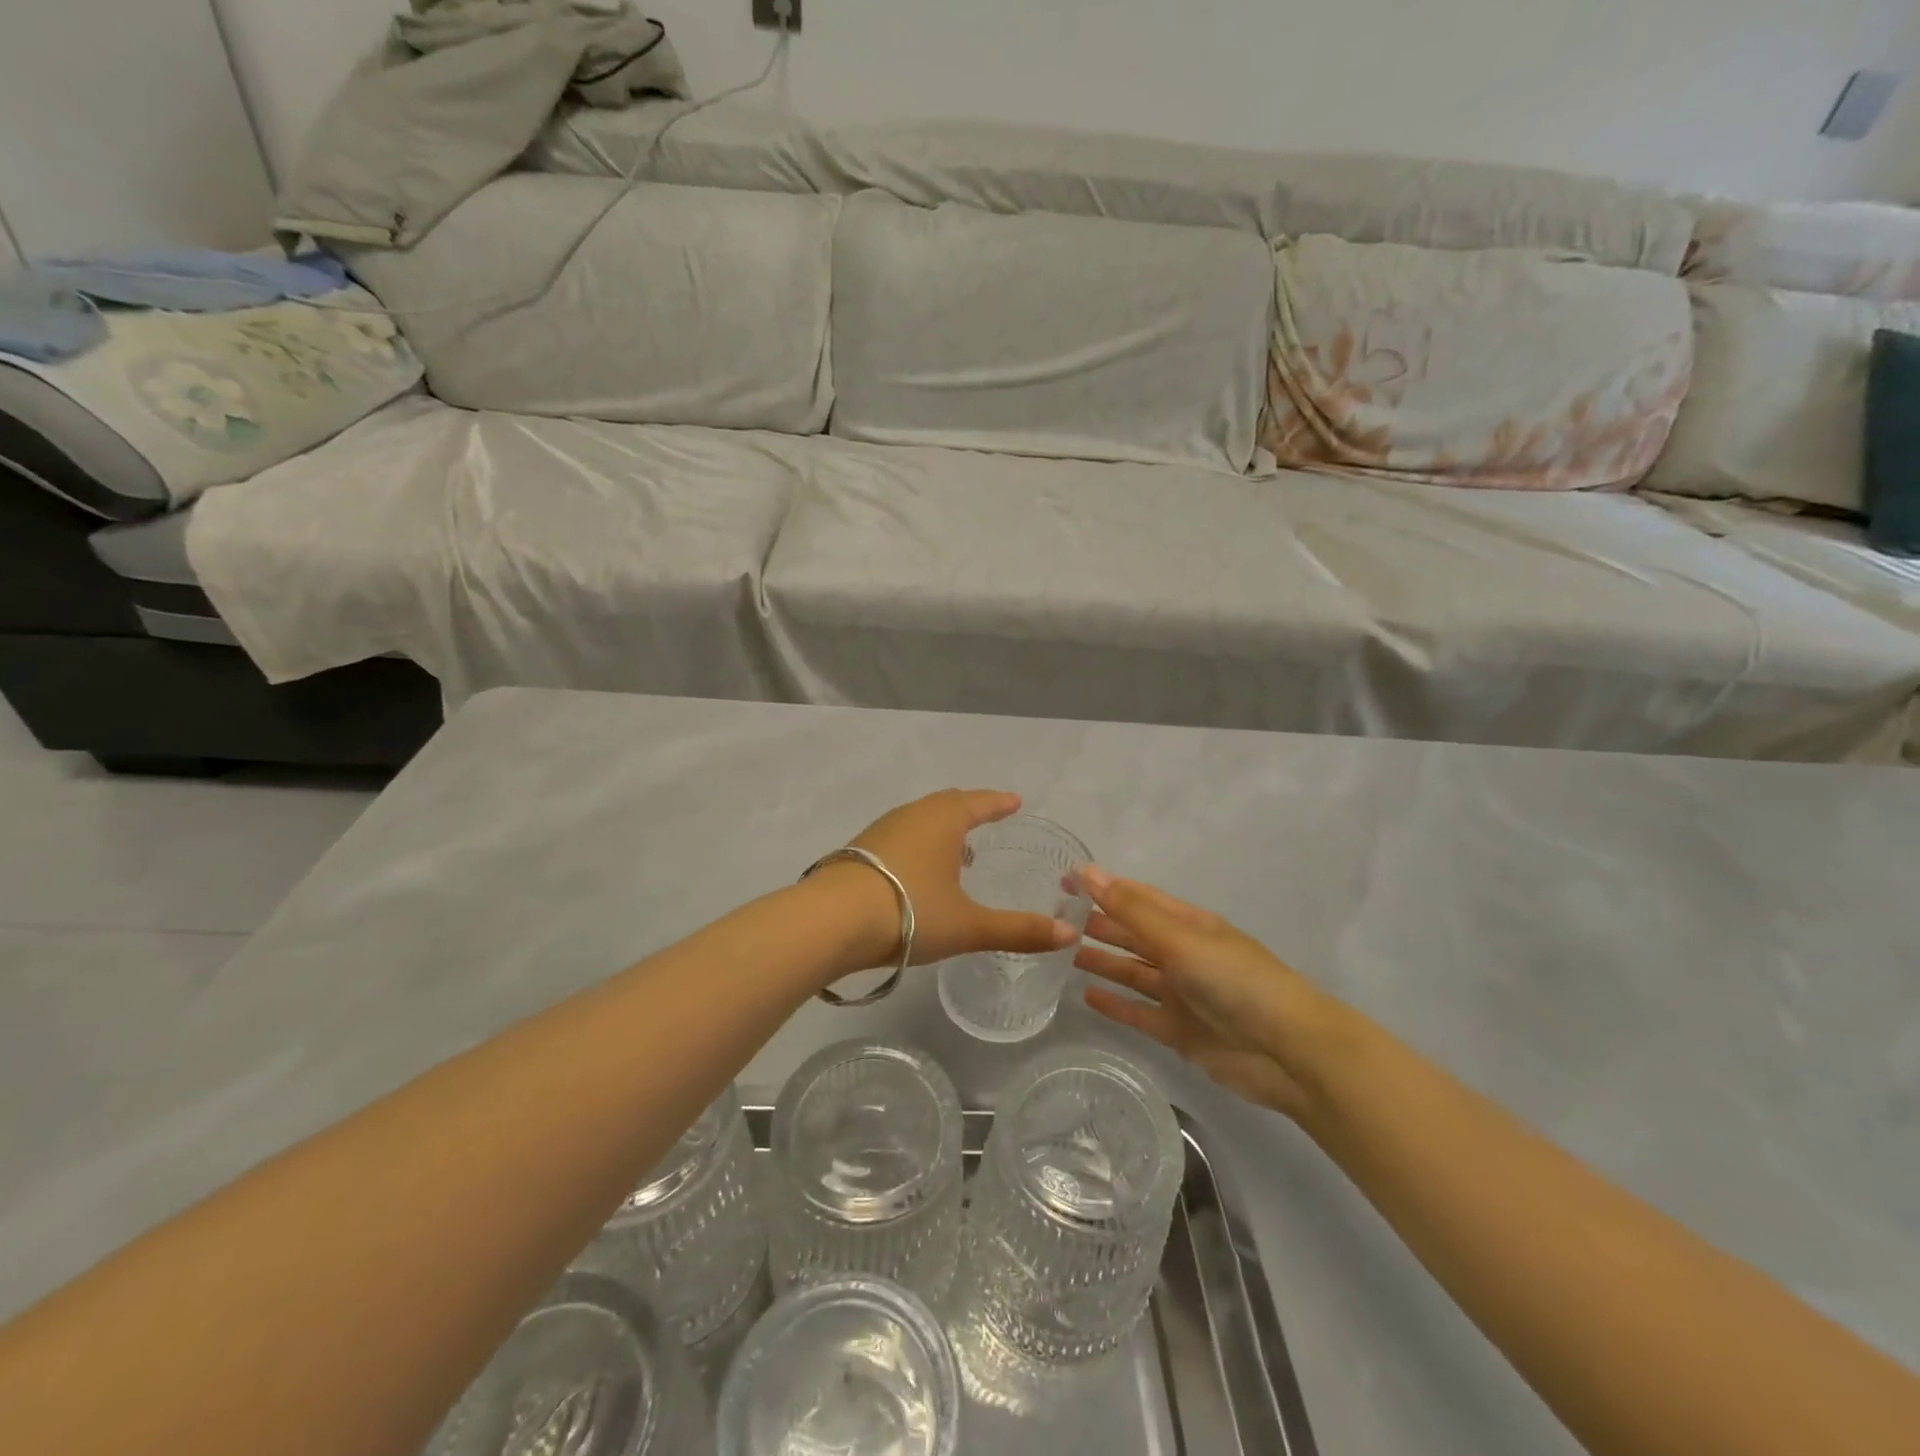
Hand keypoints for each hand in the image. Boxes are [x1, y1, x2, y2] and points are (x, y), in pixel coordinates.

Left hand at [835, 790, 1079, 967]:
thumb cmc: (909, 912)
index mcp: (942, 820)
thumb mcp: (969, 925)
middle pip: (946, 804)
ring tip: (956, 847)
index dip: (998, 803)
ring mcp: (879, 831)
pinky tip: (916, 870)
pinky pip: (898, 837)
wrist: (831, 921)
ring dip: (940, 827)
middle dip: (969, 809)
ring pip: (918, 819)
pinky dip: (916, 844)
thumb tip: (1069, 934)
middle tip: (987, 817)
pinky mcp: (856, 852)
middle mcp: (911, 816)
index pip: (978, 802)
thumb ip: (1019, 930)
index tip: (1014, 801)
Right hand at [1076, 867, 1345, 1120]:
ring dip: (1102, 961)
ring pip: (1132, 972)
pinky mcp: (1179, 1031)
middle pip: (1133, 934)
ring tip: (1063, 952)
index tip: (1064, 880)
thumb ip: (1131, 910)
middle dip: (1099, 924)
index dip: (1103, 888)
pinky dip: (1115, 1004)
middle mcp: (1183, 954)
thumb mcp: (1179, 938)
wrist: (1288, 1051)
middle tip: (1055, 918)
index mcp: (1188, 924)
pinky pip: (1138, 1012)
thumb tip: (1088, 871)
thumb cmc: (1234, 981)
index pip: (1138, 898)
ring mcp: (1181, 994)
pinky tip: (1086, 996)